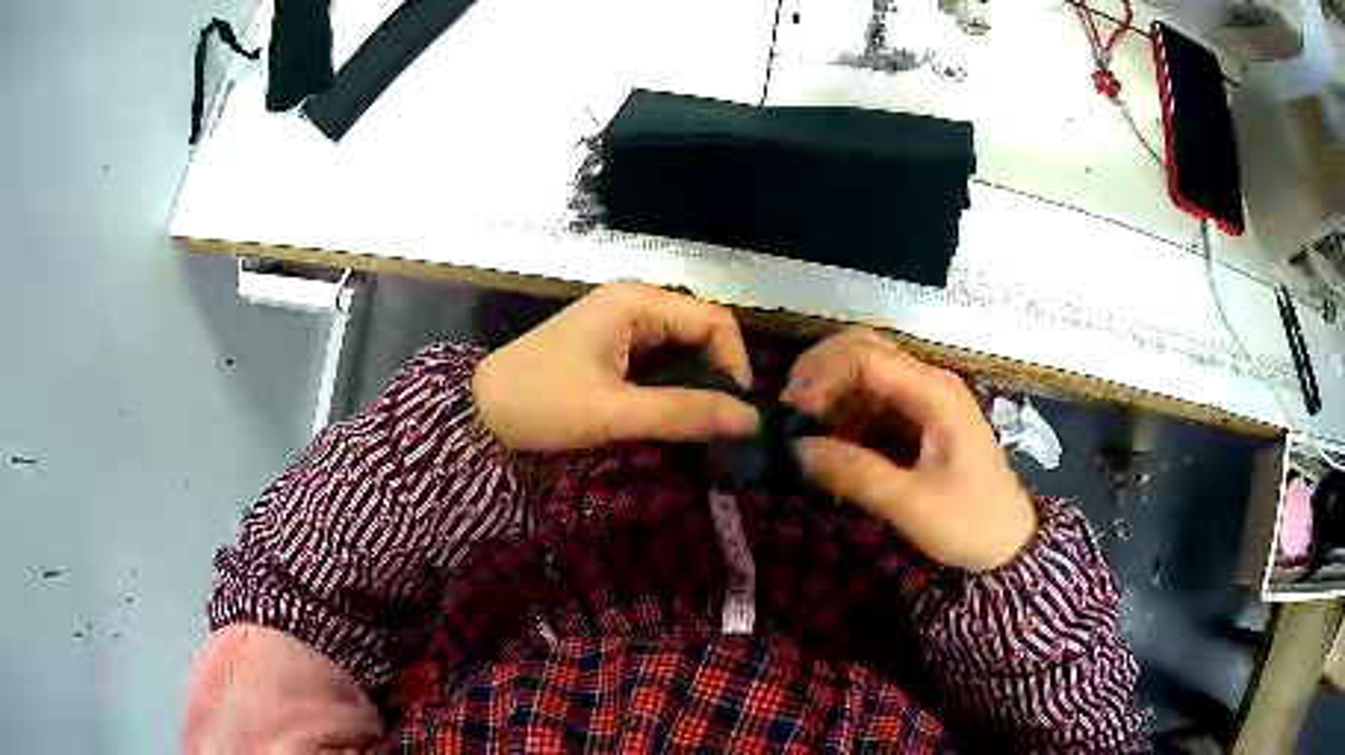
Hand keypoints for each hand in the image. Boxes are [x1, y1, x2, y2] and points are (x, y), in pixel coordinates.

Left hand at [472, 282, 758, 450]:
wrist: (478, 411)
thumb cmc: (541, 403)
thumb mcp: (614, 412)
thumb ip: (683, 413)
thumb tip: (751, 421)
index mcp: (635, 302)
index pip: (714, 320)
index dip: (734, 363)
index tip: (735, 411)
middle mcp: (632, 302)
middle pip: (699, 330)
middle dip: (716, 374)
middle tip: (719, 423)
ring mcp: (618, 323)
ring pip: (679, 347)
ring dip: (694, 382)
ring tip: (699, 423)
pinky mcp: (608, 345)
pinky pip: (657, 359)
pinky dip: (671, 384)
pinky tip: (670, 413)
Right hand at [780, 328, 1035, 571]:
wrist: (1007, 543)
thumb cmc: (968, 522)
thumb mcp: (911, 504)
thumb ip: (854, 473)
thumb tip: (796, 449)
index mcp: (934, 392)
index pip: (865, 356)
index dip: (821, 374)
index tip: (792, 411)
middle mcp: (928, 382)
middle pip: (864, 348)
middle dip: (820, 369)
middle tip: (788, 408)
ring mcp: (925, 399)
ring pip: (866, 370)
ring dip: (830, 389)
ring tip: (800, 425)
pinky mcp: (919, 419)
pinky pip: (873, 400)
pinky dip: (844, 410)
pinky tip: (826, 437)